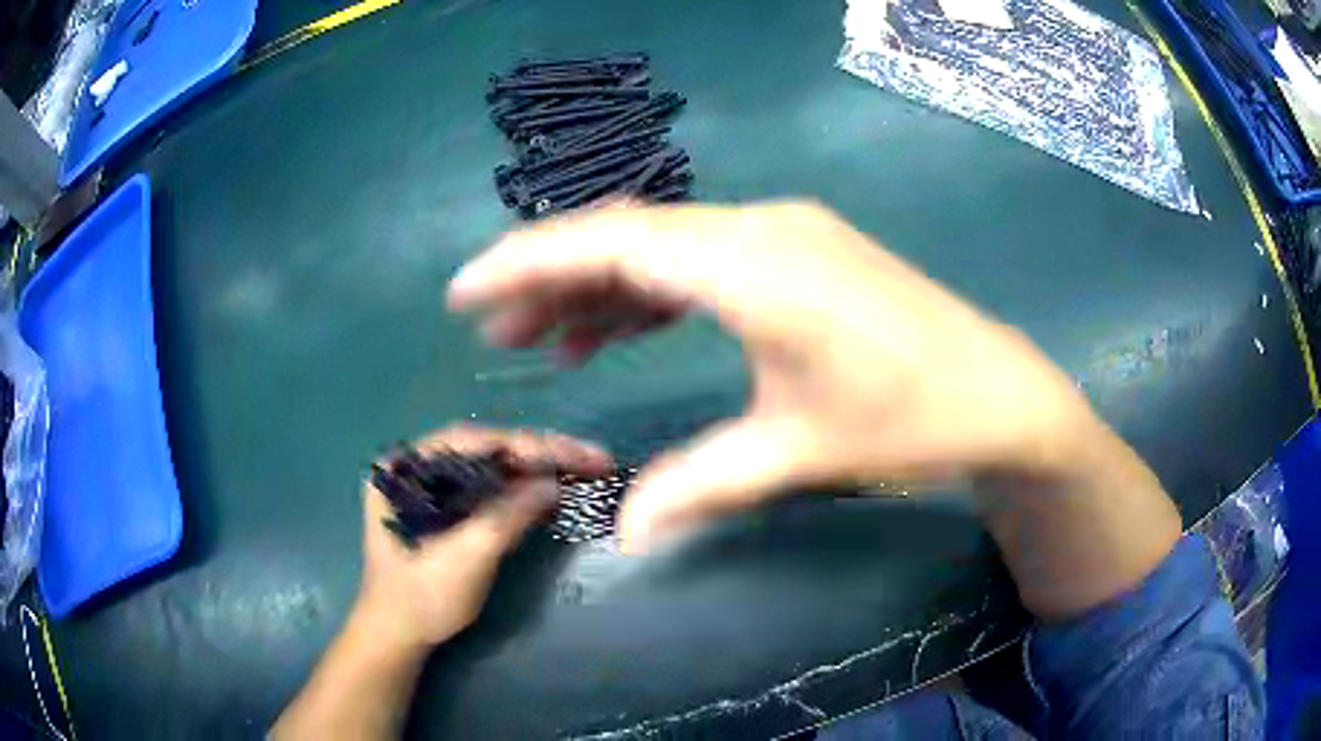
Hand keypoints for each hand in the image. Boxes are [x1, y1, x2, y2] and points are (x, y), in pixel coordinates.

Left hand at [354, 426, 610, 649]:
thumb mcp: (465, 558)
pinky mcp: (452, 509)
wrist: (400, 635)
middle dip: (540, 455)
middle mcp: (418, 467)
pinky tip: (558, 492)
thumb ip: (506, 516)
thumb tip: (553, 484)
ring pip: (495, 469)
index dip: (524, 445)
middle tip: (592, 457)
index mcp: (404, 467)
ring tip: (586, 467)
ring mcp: (436, 487)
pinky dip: (526, 492)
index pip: (469, 442)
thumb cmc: (422, 598)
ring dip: (540, 470)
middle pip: (487, 451)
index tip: (571, 451)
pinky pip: (493, 491)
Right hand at [447, 201, 1097, 550]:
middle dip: (550, 279)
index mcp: (755, 264)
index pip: (613, 243)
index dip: (528, 261)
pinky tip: (614, 330)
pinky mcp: (796, 254)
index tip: (464, 293)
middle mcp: (761, 227)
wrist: (998, 394)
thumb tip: (624, 537)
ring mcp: (782, 234)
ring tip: (540, 340)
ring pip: (661, 247)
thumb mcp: (799, 453)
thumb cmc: (911, 419)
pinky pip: (699, 261)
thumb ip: (700, 485)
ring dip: (597, 289)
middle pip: (628, 236)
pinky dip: (649, 294)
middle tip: (494, 332)